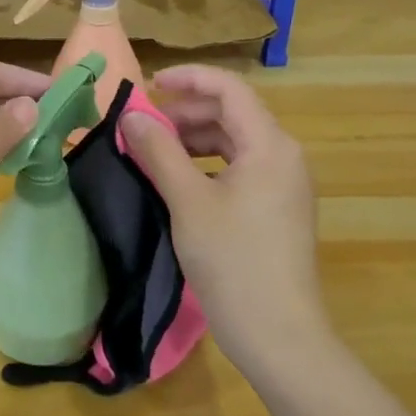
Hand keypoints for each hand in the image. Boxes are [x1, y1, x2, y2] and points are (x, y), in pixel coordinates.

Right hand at [121, 64, 328, 372]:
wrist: (280, 338)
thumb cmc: (234, 263)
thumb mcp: (188, 202)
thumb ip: (159, 151)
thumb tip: (131, 115)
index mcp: (270, 145)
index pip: (229, 89)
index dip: (189, 78)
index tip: (150, 85)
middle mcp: (284, 155)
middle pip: (232, 112)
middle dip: (186, 112)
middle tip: (143, 126)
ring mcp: (284, 183)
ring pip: (235, 140)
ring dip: (194, 138)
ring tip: (155, 151)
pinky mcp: (278, 207)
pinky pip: (240, 166)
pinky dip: (207, 163)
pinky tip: (179, 179)